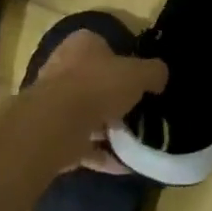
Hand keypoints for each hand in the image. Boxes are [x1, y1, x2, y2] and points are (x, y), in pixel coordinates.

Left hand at [27, 28, 164, 174]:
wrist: (55, 126)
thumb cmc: (98, 86)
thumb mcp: (139, 73)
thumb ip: (153, 72)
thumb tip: (160, 77)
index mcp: (81, 45)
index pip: (105, 45)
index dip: (124, 60)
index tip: (140, 79)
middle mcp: (62, 68)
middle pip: (94, 81)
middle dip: (115, 97)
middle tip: (139, 110)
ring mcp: (53, 103)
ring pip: (87, 114)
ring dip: (107, 128)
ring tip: (135, 141)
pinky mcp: (51, 134)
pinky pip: (82, 144)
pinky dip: (102, 154)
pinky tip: (124, 165)